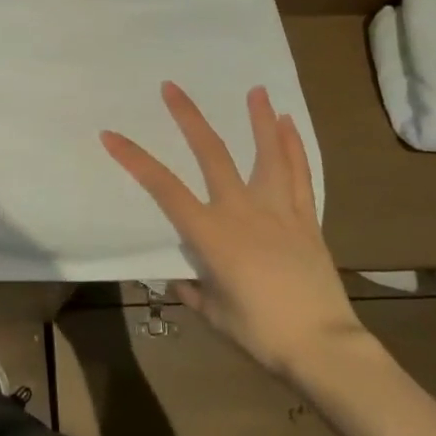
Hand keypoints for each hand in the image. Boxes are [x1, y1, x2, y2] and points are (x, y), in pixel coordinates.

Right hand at [102, 82, 364, 379]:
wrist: (324, 348)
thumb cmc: (261, 334)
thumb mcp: (215, 314)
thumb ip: (194, 290)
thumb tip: (182, 277)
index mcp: (211, 234)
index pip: (163, 187)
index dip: (134, 159)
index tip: (111, 134)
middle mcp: (242, 211)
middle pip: (212, 154)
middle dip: (188, 118)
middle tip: (171, 87)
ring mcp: (278, 211)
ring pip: (266, 155)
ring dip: (259, 119)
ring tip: (257, 89)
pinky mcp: (306, 220)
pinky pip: (299, 176)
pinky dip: (293, 147)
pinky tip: (290, 124)